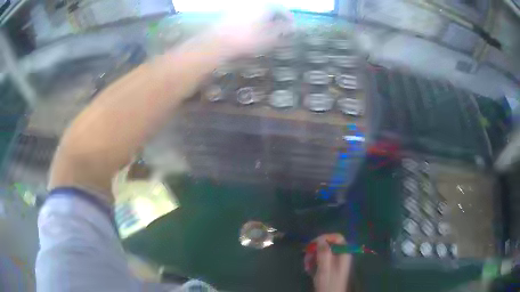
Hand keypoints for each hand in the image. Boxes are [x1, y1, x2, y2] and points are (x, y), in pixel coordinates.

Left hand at [209, 5, 293, 58]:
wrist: (218, 42)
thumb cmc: (247, 39)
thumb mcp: (269, 37)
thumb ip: (283, 30)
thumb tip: (292, 26)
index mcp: (265, 5)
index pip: (282, 9)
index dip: (289, 18)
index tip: (292, 26)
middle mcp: (253, 2)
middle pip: (270, 7)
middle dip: (276, 17)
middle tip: (280, 29)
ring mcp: (240, 5)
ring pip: (258, 10)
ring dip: (265, 18)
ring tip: (267, 29)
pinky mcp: (229, 11)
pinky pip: (247, 13)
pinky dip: (253, 18)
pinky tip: (252, 28)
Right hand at [305, 234, 351, 291]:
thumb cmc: (328, 283)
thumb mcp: (325, 269)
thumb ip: (324, 253)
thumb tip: (320, 239)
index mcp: (344, 253)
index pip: (337, 237)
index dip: (324, 238)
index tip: (312, 244)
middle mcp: (341, 255)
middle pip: (329, 244)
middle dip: (316, 248)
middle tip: (305, 255)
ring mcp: (336, 261)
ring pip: (323, 251)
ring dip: (313, 256)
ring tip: (306, 265)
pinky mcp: (330, 267)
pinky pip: (322, 259)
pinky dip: (314, 262)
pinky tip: (308, 269)